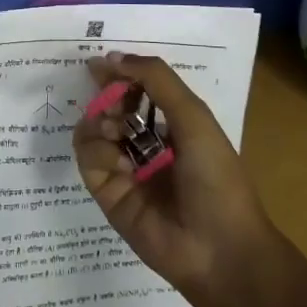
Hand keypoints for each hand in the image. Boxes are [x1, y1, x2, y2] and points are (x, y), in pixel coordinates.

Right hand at [71, 52, 274, 305]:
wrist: (218, 249)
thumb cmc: (215, 176)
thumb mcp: (193, 116)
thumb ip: (156, 80)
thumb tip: (112, 57)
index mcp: (173, 122)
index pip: (137, 88)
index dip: (119, 74)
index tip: (100, 65)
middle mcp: (146, 141)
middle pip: (110, 106)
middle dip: (106, 97)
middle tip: (114, 104)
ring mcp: (125, 167)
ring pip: (92, 129)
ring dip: (100, 122)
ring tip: (116, 132)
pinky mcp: (107, 192)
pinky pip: (87, 158)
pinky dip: (98, 152)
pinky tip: (121, 164)